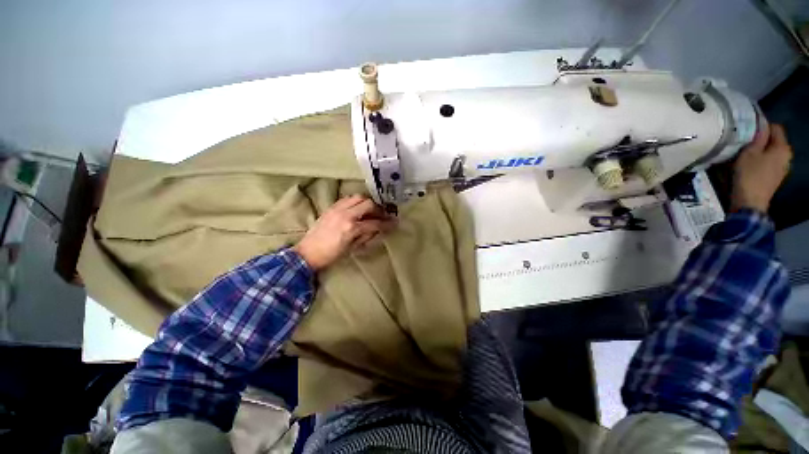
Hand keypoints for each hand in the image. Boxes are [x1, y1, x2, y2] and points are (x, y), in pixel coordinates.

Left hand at [293, 195, 395, 270]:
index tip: (394, 223)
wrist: (307, 253)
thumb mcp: (352, 249)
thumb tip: (379, 229)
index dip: (387, 223)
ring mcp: (337, 209)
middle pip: (369, 204)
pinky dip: (356, 201)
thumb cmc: (331, 255)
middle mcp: (346, 215)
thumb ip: (367, 237)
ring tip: (371, 210)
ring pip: (358, 197)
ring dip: (368, 202)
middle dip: (379, 209)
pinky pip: (347, 198)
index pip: (375, 222)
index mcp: (352, 228)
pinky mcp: (331, 207)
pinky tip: (358, 207)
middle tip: (383, 215)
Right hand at [730, 122, 791, 213]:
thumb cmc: (749, 175)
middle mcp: (786, 156)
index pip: (775, 128)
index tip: (748, 129)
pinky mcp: (774, 177)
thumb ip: (757, 138)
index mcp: (783, 147)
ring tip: (745, 153)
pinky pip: (768, 163)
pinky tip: (749, 165)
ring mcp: (782, 169)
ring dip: (759, 151)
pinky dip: (760, 161)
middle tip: (745, 141)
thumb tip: (761, 125)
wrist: (750, 202)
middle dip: (761, 140)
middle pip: (774, 141)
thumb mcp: (749, 153)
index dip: (762, 126)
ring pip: (770, 153)